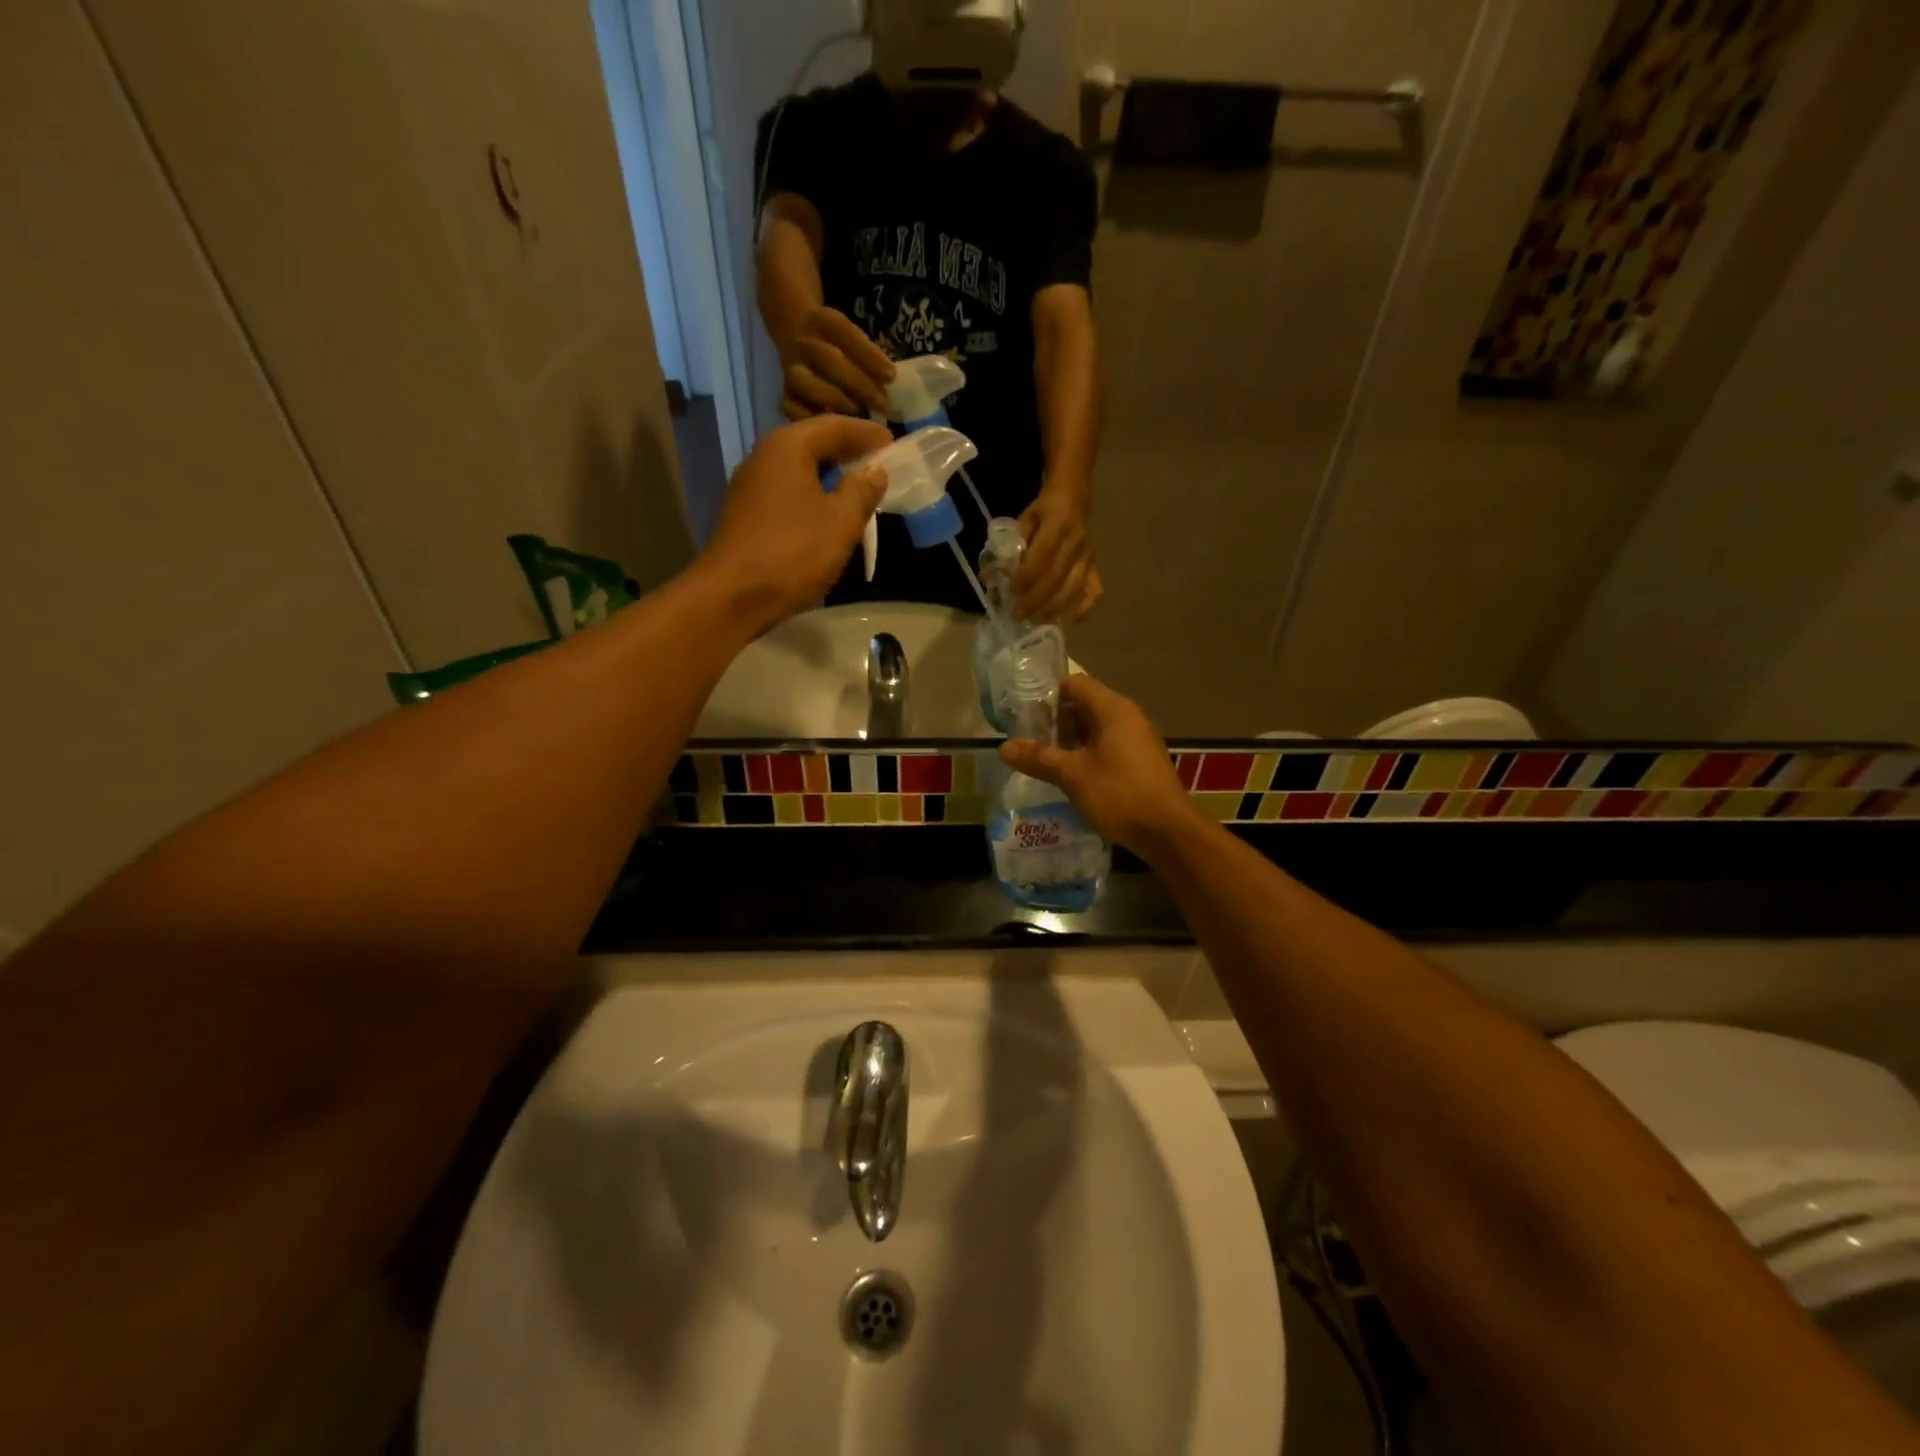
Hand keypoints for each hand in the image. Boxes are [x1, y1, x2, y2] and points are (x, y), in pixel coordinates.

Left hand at [698, 414, 892, 635]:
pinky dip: (812, 494)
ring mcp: (750, 486)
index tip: (893, 442)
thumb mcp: (841, 522)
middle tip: (879, 464)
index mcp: (788, 447)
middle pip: (813, 444)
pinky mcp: (746, 513)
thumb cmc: (793, 553)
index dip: (867, 434)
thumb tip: (875, 472)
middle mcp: (764, 456)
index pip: (834, 426)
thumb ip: (862, 492)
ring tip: (859, 489)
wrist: (732, 596)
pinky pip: (788, 492)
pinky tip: (828, 514)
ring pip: (799, 469)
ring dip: (830, 476)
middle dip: (848, 452)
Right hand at [779, 305, 894, 417]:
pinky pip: (793, 408)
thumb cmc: (838, 345)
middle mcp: (802, 343)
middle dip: (860, 384)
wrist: (795, 335)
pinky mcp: (785, 394)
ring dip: (837, 402)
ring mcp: (790, 369)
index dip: (869, 355)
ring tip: (859, 419)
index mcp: (821, 321)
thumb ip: (869, 358)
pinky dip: (814, 419)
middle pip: (829, 360)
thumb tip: (889, 385)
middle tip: (883, 405)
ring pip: (808, 384)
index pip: (845, 333)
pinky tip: (835, 430)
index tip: (891, 377)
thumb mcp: (851, 338)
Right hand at [999, 674, 1197, 856]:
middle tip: (1027, 738)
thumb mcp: (1072, 775)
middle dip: (1055, 720)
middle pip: (1085, 705)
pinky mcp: (1140, 761)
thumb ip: (1038, 758)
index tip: (1023, 712)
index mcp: (1113, 709)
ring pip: (1096, 728)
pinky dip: (1086, 753)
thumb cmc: (1119, 794)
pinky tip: (1068, 774)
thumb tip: (1003, 748)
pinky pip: (1108, 746)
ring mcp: (1137, 739)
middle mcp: (1128, 717)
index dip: (1048, 695)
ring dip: (1069, 740)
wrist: (1168, 831)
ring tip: (1042, 757)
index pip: (1075, 684)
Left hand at [1013, 487, 1101, 623]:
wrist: (1074, 498)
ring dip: (1053, 609)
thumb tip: (994, 575)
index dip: (1026, 577)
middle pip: (1056, 578)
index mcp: (1057, 525)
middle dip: (1035, 600)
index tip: (1011, 593)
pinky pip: (1094, 592)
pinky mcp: (1095, 567)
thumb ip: (1013, 546)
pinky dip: (1083, 610)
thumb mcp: (1025, 519)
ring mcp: (1088, 557)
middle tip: (1018, 616)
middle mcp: (1076, 543)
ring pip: (1073, 589)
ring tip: (1035, 620)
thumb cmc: (1044, 511)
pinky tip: (1068, 621)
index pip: (1042, 556)